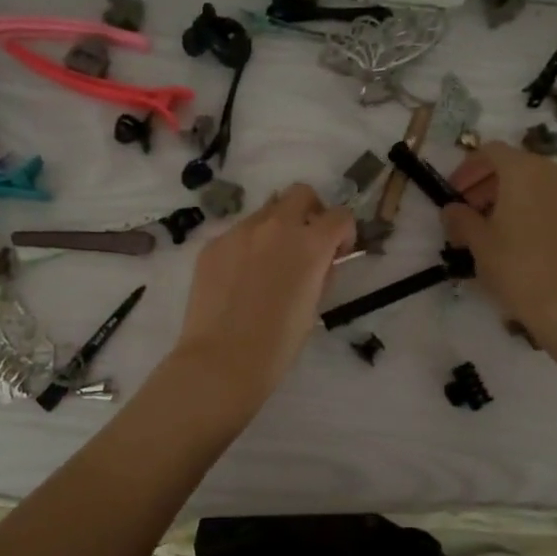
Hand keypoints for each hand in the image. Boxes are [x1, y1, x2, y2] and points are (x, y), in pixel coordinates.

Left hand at [170, 183, 355, 404]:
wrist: (221, 361)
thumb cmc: (277, 344)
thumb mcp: (313, 306)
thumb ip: (321, 272)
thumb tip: (321, 260)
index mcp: (309, 244)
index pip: (340, 216)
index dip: (344, 233)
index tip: (337, 253)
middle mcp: (275, 227)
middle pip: (300, 194)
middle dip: (310, 212)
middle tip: (306, 243)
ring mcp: (239, 232)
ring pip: (266, 212)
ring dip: (276, 228)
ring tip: (268, 265)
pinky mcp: (212, 245)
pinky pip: (238, 234)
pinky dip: (247, 246)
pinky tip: (239, 279)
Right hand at [442, 141, 556, 347]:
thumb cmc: (515, 265)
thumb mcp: (477, 241)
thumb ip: (460, 218)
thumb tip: (451, 209)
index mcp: (522, 170)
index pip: (490, 152)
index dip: (468, 169)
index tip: (455, 193)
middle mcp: (553, 172)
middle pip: (515, 165)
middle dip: (489, 184)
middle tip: (471, 212)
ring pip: (538, 183)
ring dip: (513, 196)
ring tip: (497, 227)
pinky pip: (556, 201)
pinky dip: (536, 209)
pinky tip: (525, 238)